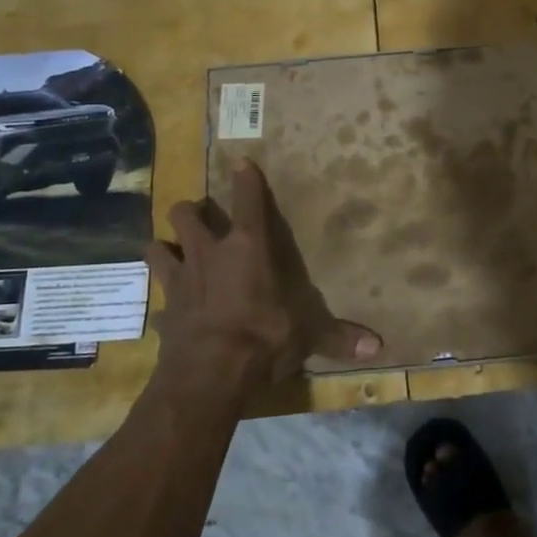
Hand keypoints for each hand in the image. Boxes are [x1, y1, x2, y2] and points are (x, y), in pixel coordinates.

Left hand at [148, 158, 379, 396]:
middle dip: (192, 211)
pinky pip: (159, 299)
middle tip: (201, 218)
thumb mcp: (307, 335)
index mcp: (248, 249)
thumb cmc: (263, 338)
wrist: (209, 373)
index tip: (241, 163)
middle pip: (186, 214)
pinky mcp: (162, 310)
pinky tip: (171, 309)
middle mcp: (209, 254)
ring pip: (158, 246)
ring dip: (166, 246)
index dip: (245, 180)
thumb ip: (338, 336)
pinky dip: (164, 302)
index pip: (247, 202)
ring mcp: (180, 280)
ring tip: (175, 252)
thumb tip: (378, 346)